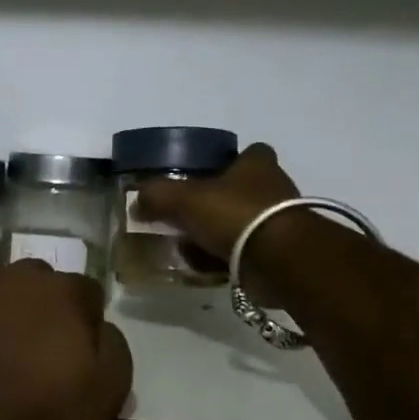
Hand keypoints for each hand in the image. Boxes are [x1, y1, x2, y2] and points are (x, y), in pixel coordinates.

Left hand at [0, 262, 132, 419]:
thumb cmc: (43, 413)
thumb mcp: (109, 391)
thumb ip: (114, 346)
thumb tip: (100, 328)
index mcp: (59, 290)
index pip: (86, 292)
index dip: (87, 322)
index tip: (81, 354)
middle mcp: (12, 278)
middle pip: (38, 286)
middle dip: (43, 310)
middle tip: (40, 354)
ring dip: (2, 318)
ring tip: (0, 361)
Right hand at [132, 143, 299, 259]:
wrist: (278, 260)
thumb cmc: (234, 214)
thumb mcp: (184, 198)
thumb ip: (157, 195)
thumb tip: (138, 201)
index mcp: (256, 164)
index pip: (248, 152)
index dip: (227, 161)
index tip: (204, 175)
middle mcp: (274, 188)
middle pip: (239, 191)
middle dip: (214, 204)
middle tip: (185, 216)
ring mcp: (280, 222)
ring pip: (240, 224)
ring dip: (216, 235)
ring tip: (188, 247)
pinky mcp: (280, 254)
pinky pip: (244, 252)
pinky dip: (224, 259)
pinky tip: (204, 267)